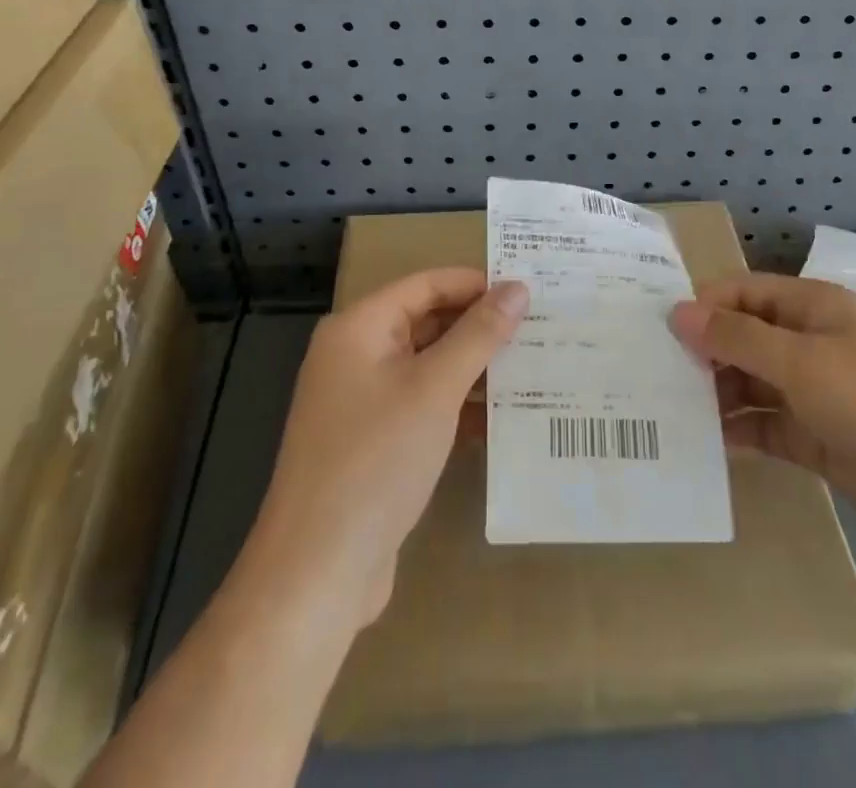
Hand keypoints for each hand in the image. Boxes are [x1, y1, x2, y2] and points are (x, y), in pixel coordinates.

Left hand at [246, 268, 527, 628]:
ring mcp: (361, 402)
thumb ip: (479, 335)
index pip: (425, 285)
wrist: (317, 571)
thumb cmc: (375, 461)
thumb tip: (517, 287)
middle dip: (478, 325)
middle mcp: (355, 356)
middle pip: (425, 323)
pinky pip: (421, 405)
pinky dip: (457, 404)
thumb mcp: (435, 389)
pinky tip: (502, 416)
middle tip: (538, 327)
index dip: (475, 284)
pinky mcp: (372, 442)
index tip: (526, 290)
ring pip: (427, 366)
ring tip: (532, 365)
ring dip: (473, 367)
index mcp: (358, 328)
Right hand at [670, 274, 855, 571]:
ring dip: (717, 394)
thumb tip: (678, 312)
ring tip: (669, 410)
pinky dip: (741, 431)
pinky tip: (706, 443)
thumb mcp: (802, 362)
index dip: (704, 305)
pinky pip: (769, 426)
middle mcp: (813, 344)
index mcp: (814, 307)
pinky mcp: (823, 441)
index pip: (745, 292)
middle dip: (704, 352)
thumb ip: (736, 338)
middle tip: (653, 375)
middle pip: (746, 337)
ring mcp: (819, 394)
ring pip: (753, 383)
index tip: (659, 331)